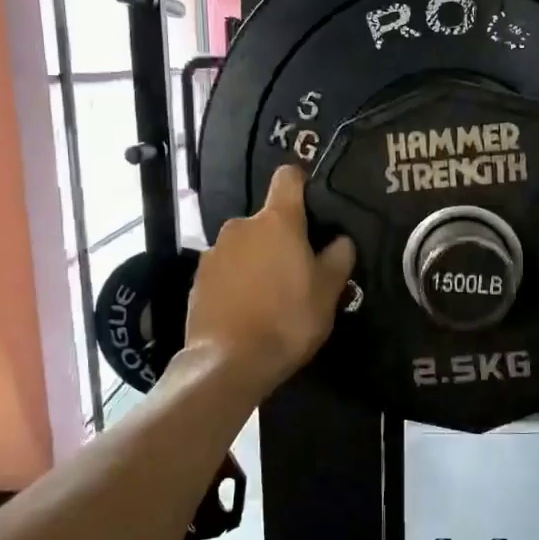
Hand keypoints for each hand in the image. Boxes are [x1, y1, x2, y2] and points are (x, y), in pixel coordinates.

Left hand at [183, 166, 355, 395]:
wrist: (229, 362)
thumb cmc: (288, 319)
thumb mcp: (329, 291)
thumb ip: (339, 257)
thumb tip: (340, 239)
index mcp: (276, 221)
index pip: (288, 177)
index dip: (302, 184)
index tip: (313, 205)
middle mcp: (240, 225)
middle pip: (268, 219)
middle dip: (282, 238)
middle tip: (299, 270)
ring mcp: (214, 251)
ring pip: (246, 246)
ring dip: (259, 260)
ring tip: (272, 295)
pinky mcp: (198, 278)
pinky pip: (226, 269)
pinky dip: (238, 281)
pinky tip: (248, 309)